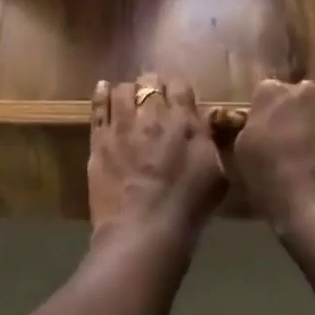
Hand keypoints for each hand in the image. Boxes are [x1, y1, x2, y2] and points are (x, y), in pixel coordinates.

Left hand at [88, 74, 226, 240]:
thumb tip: (207, 123)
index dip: (177, 89)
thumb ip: (211, 142)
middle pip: (150, 83)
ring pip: (123, 89)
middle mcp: (152, 114)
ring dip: (128, 92)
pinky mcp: (99, 139)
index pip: (179, 84)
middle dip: (152, 88)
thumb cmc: (187, 208)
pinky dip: (101, 94)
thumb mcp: (217, 175)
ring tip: (129, 100)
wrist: (143, 231)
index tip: (177, 97)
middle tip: (154, 100)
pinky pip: (98, 106)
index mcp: (184, 120)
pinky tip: (103, 89)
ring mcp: (122, 125)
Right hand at [233, 79, 314, 233]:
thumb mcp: (242, 153)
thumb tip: (261, 125)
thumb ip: (252, 128)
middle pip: (300, 97)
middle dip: (298, 115)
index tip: (268, 135)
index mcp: (271, 92)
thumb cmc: (271, 182)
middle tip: (295, 145)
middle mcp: (306, 90)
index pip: (267, 93)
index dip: (268, 114)